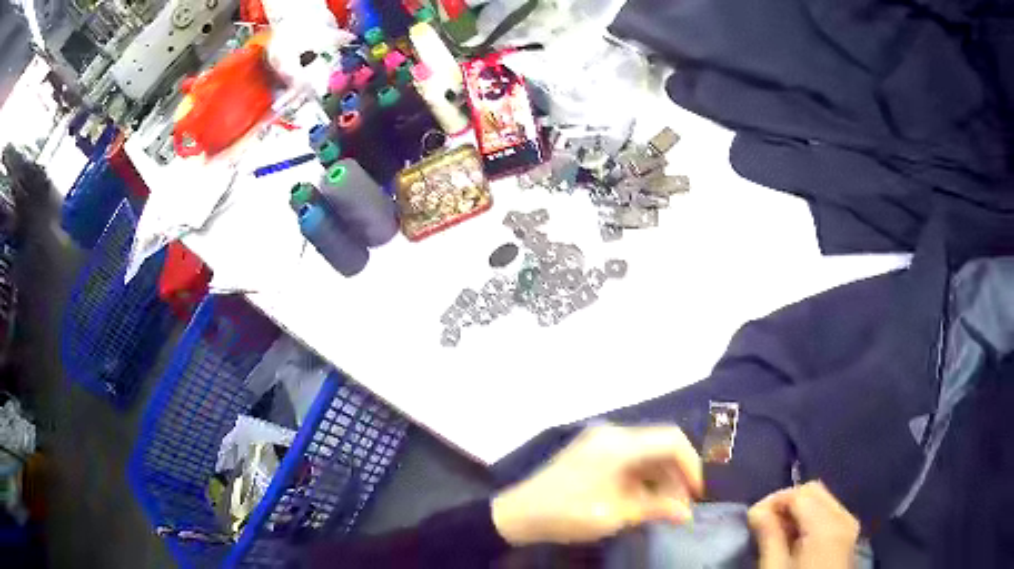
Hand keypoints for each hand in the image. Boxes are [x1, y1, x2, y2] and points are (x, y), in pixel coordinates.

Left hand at [491, 424, 702, 545]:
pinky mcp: (593, 451)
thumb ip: (656, 509)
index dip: (691, 465)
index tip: (696, 493)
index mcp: (619, 445)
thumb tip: (687, 513)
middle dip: (676, 474)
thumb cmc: (568, 514)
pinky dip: (643, 476)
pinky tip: (645, 498)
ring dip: (661, 476)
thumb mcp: (615, 515)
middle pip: (660, 445)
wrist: (519, 514)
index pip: (671, 441)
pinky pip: (630, 457)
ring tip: (665, 506)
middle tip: (681, 506)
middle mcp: (613, 434)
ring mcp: (601, 441)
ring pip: (646, 452)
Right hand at [747, 481, 859, 568]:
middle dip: (787, 502)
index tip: (753, 518)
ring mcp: (850, 526)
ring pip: (823, 501)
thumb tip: (757, 511)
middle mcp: (844, 517)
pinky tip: (796, 539)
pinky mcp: (849, 536)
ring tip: (777, 532)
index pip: (799, 493)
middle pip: (814, 491)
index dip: (773, 500)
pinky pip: (830, 514)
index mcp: (827, 524)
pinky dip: (811, 519)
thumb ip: (769, 537)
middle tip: (764, 523)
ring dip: (799, 511)